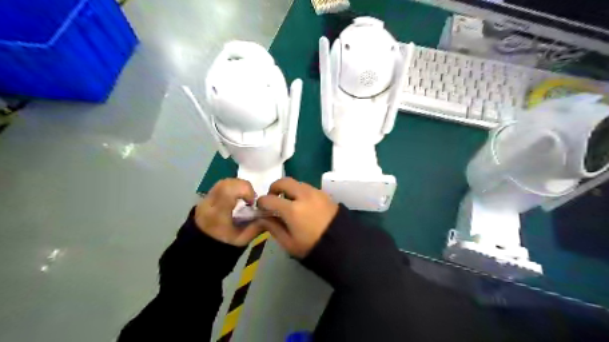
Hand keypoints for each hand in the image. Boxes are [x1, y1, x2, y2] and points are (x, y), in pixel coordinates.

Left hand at [193, 178, 262, 245]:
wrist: (201, 247)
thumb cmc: (224, 244)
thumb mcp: (243, 239)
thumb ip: (256, 226)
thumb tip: (269, 213)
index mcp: (217, 215)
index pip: (228, 191)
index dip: (245, 190)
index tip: (251, 202)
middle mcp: (209, 203)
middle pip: (226, 183)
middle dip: (243, 186)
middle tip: (250, 199)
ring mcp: (205, 198)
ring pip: (224, 181)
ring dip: (238, 185)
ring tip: (244, 197)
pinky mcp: (206, 196)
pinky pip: (221, 184)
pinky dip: (232, 186)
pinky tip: (237, 196)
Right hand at [255, 177, 335, 257]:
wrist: (341, 244)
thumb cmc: (312, 247)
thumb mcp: (289, 243)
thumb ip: (273, 228)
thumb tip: (262, 218)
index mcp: (292, 209)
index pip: (269, 199)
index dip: (261, 203)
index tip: (261, 208)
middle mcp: (303, 196)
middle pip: (284, 181)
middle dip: (274, 187)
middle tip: (273, 198)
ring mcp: (315, 192)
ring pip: (297, 183)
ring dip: (289, 189)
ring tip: (288, 202)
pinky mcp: (324, 194)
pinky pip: (308, 187)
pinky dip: (300, 192)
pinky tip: (302, 204)